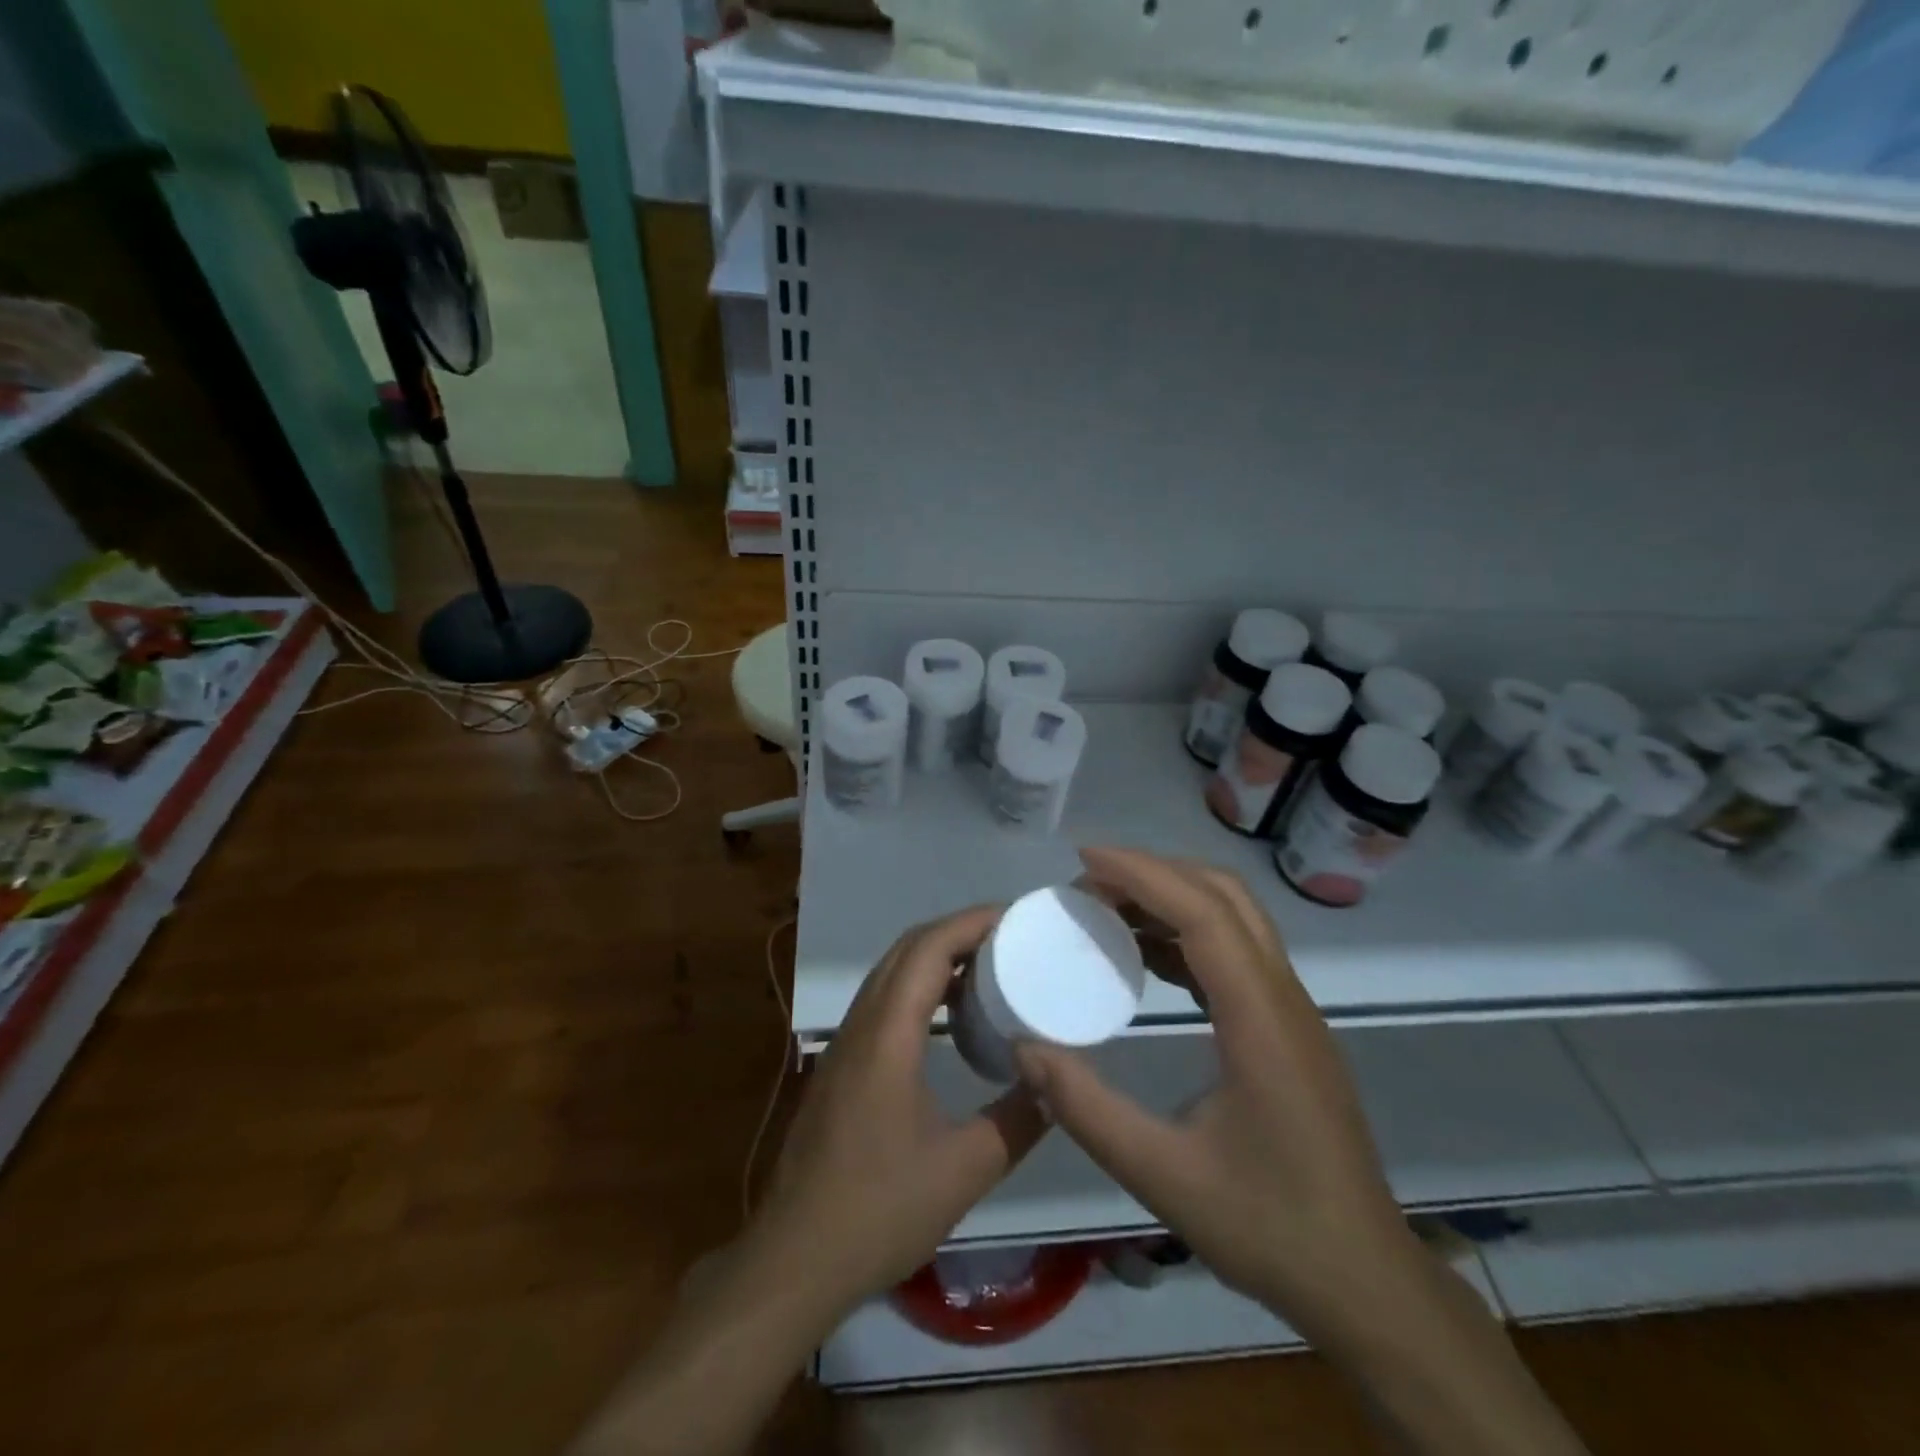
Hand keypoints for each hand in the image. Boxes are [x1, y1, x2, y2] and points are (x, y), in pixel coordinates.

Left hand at [749, 905, 1048, 1320]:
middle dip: (957, 931)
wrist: (795, 1259)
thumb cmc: (879, 1209)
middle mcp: (861, 1024)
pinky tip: (946, 1017)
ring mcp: (843, 1044)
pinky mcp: (839, 1066)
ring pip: (889, 973)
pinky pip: (881, 1001)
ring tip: (986, 967)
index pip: (928, 949)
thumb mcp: (965, 1170)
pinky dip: (917, 986)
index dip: (971, 922)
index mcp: (887, 1034)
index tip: (1015, 917)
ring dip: (934, 957)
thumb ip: (1018, 1121)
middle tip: (1009, 937)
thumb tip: (1056, 1084)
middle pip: (906, 949)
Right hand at [1016, 847, 1418, 1333]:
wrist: (1363, 1280)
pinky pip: (1236, 951)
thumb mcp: (1163, 1176)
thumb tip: (1025, 1048)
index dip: (1142, 874)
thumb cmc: (1269, 1227)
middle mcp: (1283, 997)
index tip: (1085, 861)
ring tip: (1108, 911)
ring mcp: (1291, 1010)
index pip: (1202, 913)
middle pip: (1224, 896)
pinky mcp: (1287, 1027)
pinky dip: (1187, 933)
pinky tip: (1146, 958)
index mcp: (1260, 1020)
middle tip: (1089, 885)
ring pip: (1235, 917)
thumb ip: (1087, 1109)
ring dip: (1172, 898)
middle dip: (1155, 873)